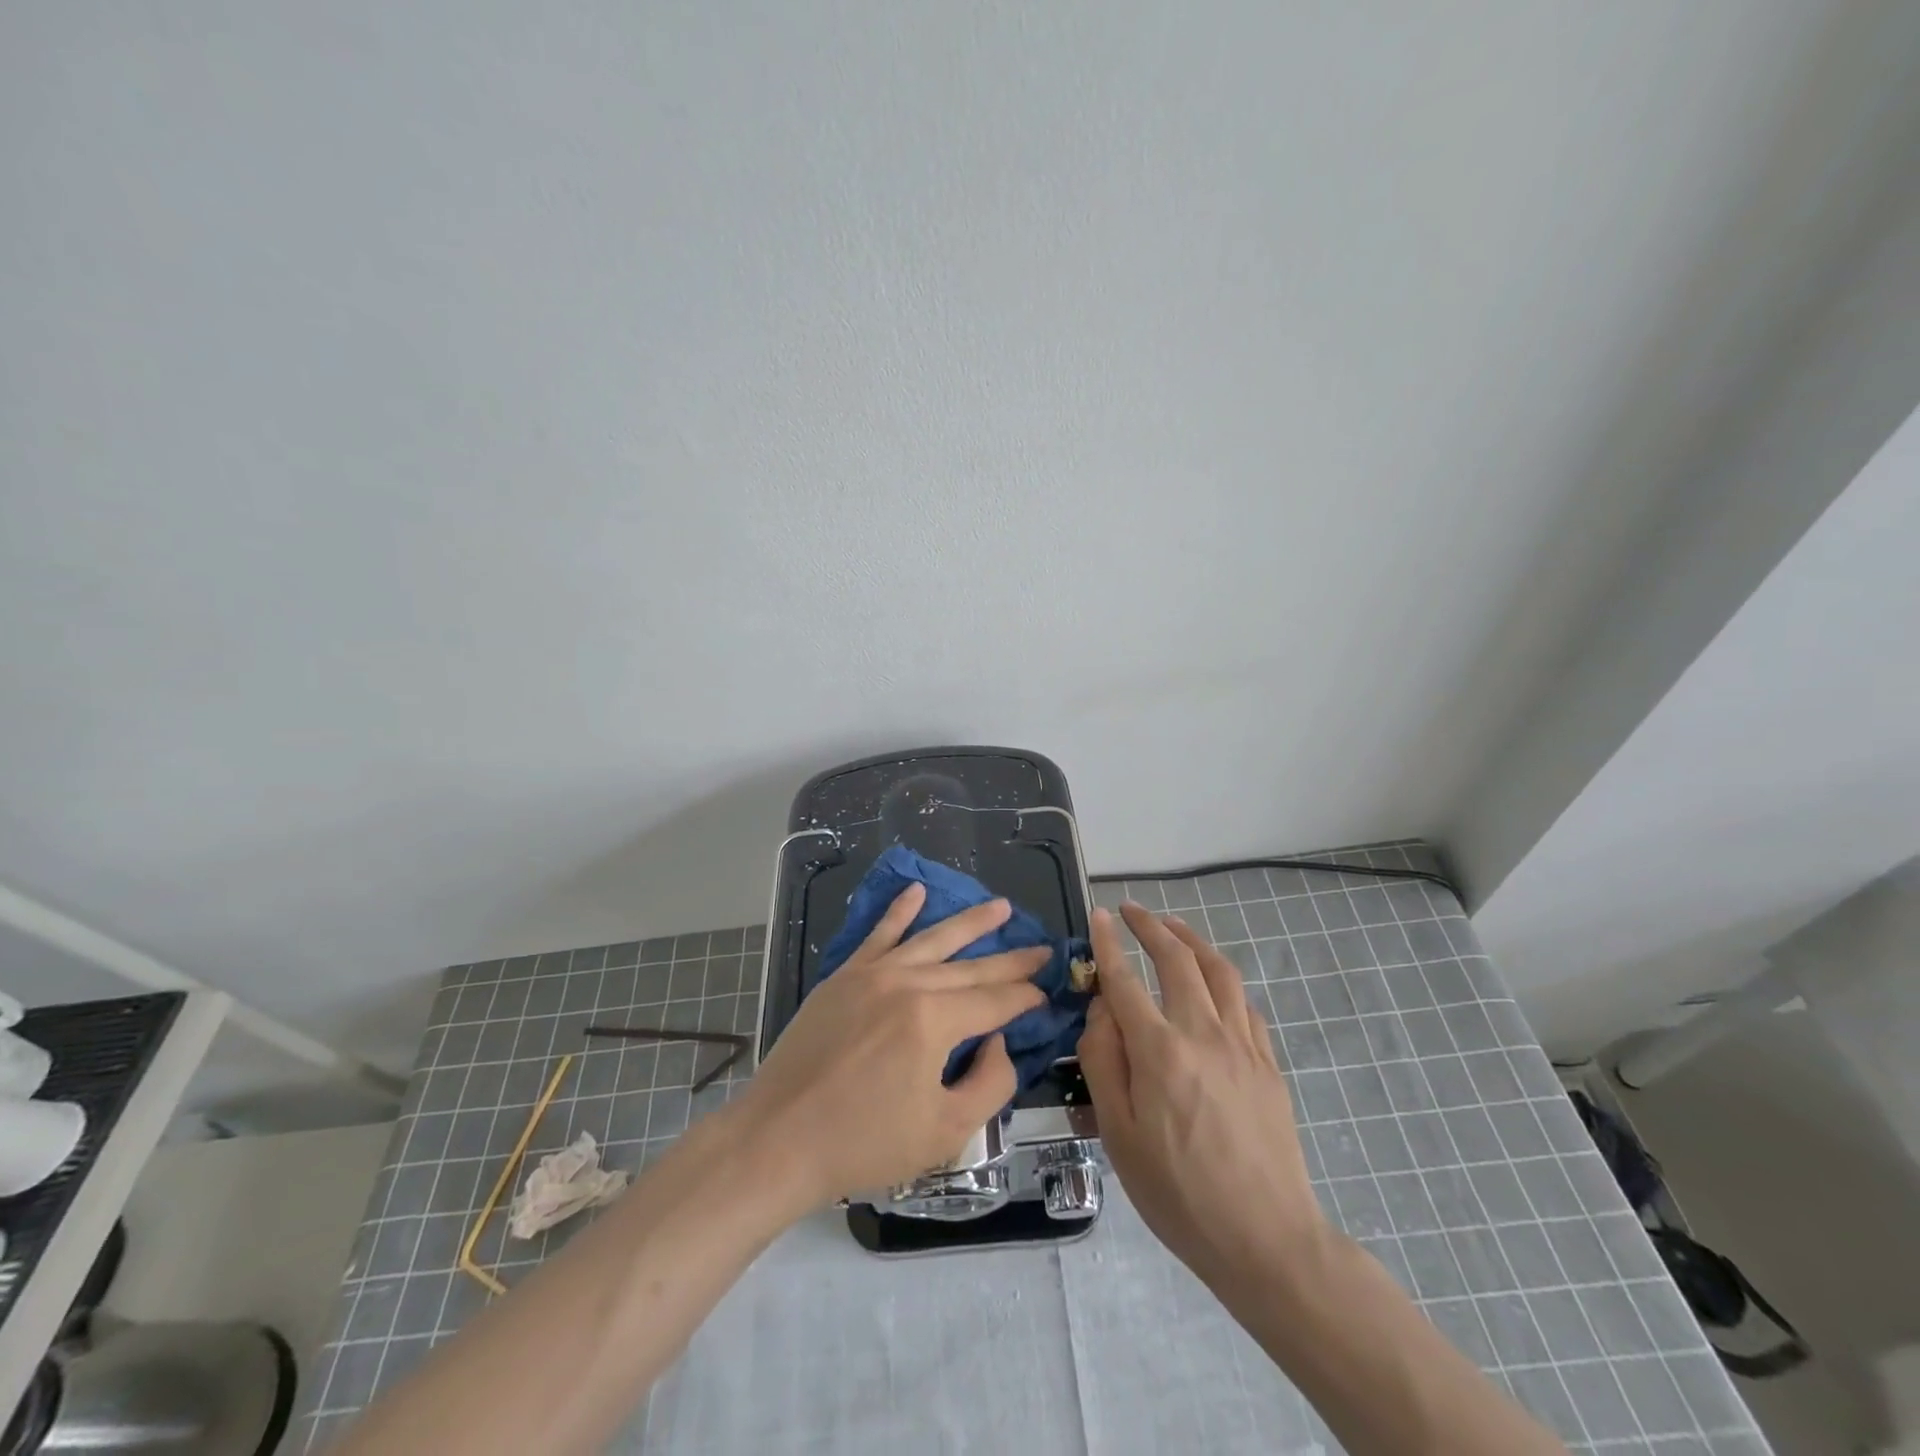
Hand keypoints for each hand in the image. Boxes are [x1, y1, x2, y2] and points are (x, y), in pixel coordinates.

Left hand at [735, 884, 1047, 1209]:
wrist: (778, 1139)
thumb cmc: (864, 1143)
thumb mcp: (946, 1132)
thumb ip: (990, 1084)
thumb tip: (1000, 1042)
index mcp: (934, 1020)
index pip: (995, 1001)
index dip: (1026, 998)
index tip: (1048, 993)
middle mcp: (907, 983)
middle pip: (971, 967)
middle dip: (1011, 959)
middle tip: (1043, 948)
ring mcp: (872, 974)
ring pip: (932, 939)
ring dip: (970, 922)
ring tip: (1000, 907)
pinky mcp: (844, 977)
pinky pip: (878, 934)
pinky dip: (899, 911)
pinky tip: (917, 891)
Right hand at [1078, 902, 1325, 1288]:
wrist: (1266, 1239)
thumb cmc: (1178, 1193)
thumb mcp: (1118, 1135)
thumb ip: (1103, 1061)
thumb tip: (1102, 1008)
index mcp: (1160, 1051)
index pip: (1126, 979)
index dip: (1108, 943)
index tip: (1099, 915)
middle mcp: (1203, 1033)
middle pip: (1177, 959)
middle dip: (1150, 926)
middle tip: (1130, 910)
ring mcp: (1242, 1044)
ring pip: (1218, 970)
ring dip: (1191, 939)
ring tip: (1172, 927)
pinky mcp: (1267, 1062)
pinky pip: (1244, 1002)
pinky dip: (1222, 977)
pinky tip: (1213, 981)